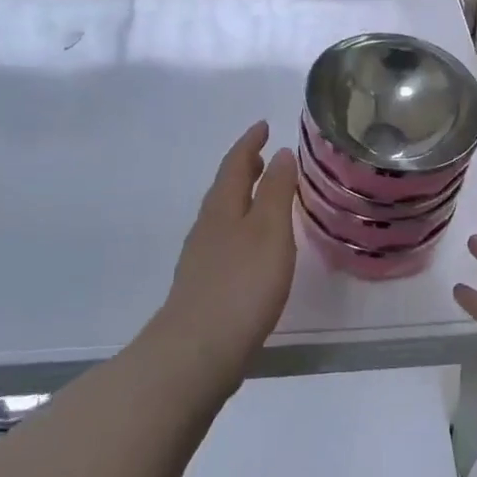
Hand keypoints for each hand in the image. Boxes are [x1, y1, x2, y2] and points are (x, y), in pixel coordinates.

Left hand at [152, 121, 297, 385]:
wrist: (197, 352)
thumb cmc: (241, 285)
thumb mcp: (269, 231)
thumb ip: (275, 191)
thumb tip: (280, 152)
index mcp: (223, 207)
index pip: (235, 163)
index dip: (249, 142)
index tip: (263, 125)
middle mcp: (208, 227)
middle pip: (225, 187)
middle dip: (244, 168)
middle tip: (263, 155)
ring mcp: (202, 258)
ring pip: (224, 215)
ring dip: (242, 198)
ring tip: (263, 195)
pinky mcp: (205, 286)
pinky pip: (225, 240)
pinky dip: (241, 227)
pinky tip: (253, 247)